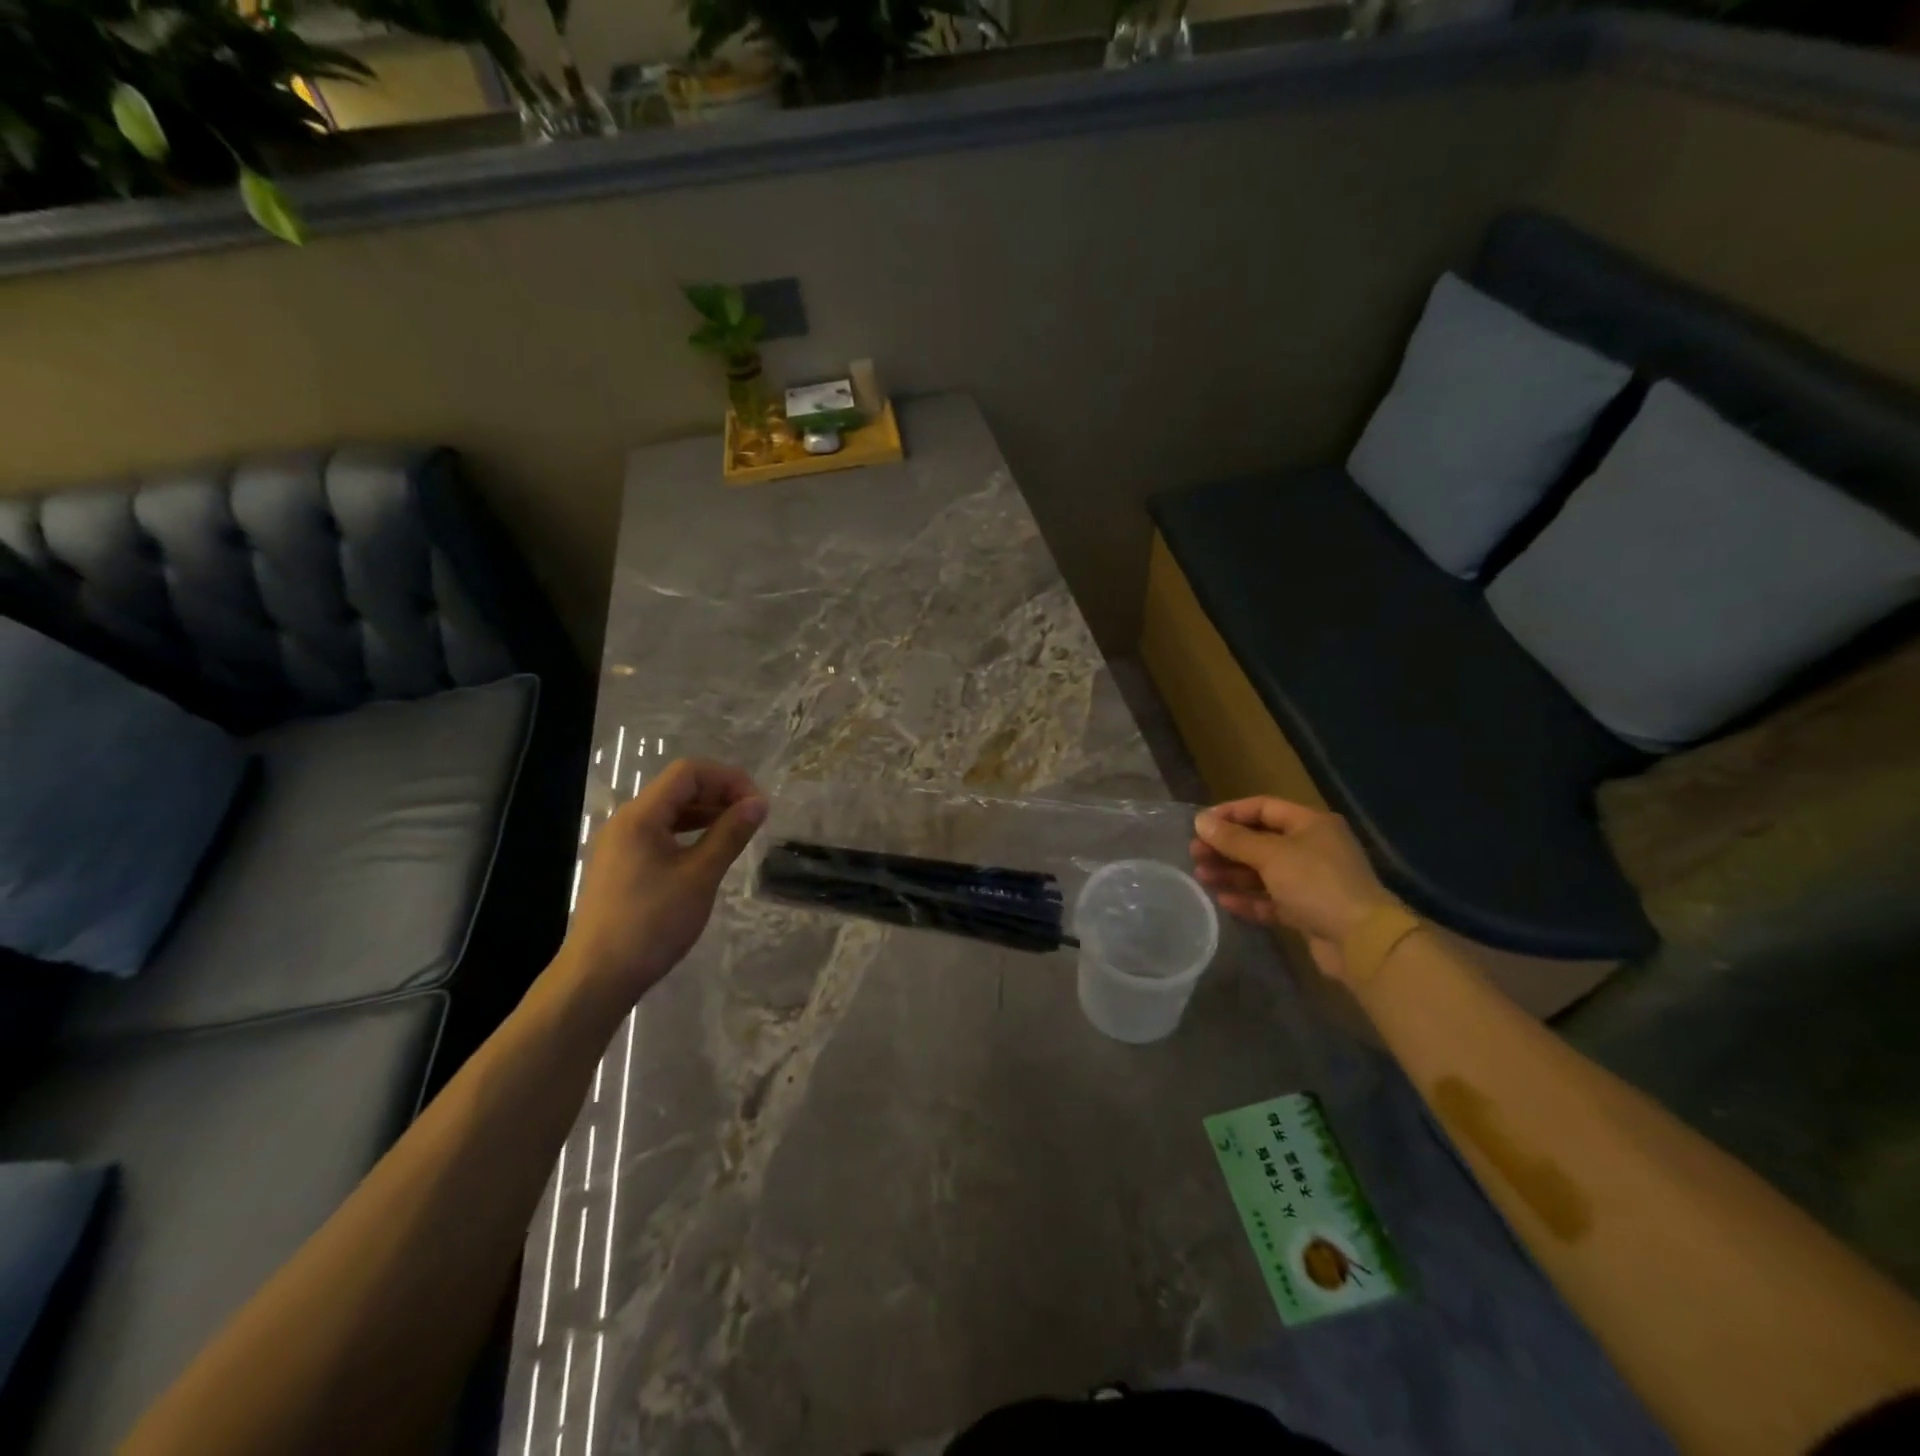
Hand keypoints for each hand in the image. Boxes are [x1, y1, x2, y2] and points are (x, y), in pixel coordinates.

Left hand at [557, 758, 766, 1013]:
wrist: (598, 977)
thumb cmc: (652, 923)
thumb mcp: (700, 876)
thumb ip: (730, 834)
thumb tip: (759, 803)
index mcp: (640, 816)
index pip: (688, 773)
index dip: (727, 779)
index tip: (757, 803)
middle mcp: (626, 821)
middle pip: (678, 788)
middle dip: (719, 794)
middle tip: (753, 817)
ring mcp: (620, 844)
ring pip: (669, 812)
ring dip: (706, 814)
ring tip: (739, 831)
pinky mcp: (621, 866)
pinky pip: (660, 834)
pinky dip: (689, 834)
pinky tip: (709, 851)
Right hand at [1191, 797, 1400, 981]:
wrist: (1361, 941)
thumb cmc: (1316, 883)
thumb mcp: (1271, 855)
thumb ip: (1234, 839)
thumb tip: (1200, 821)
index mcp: (1310, 824)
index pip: (1263, 807)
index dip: (1230, 813)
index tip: (1200, 824)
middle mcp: (1312, 848)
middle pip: (1260, 841)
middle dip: (1227, 847)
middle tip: (1195, 854)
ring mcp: (1310, 881)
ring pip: (1263, 871)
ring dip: (1232, 873)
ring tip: (1201, 877)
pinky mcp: (1307, 911)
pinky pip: (1271, 899)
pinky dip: (1248, 898)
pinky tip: (1223, 900)